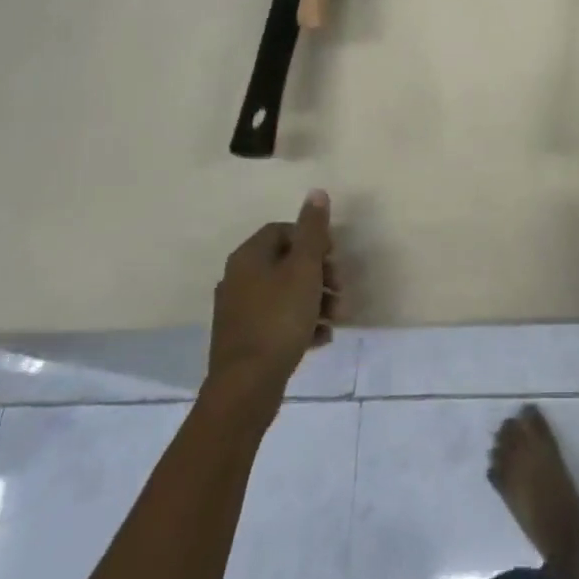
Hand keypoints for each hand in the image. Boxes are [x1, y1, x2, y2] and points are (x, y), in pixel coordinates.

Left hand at [209, 190, 338, 382]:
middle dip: (319, 273)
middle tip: (340, 288)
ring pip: (285, 293)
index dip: (312, 239)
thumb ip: (313, 230)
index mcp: (248, 257)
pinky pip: (278, 320)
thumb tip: (316, 192)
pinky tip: (321, 337)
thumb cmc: (279, 318)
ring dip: (315, 300)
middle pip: (286, 262)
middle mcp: (238, 278)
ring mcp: (238, 311)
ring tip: (337, 317)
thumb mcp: (304, 268)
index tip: (333, 256)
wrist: (247, 386)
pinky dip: (301, 323)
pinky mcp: (244, 339)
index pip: (282, 230)